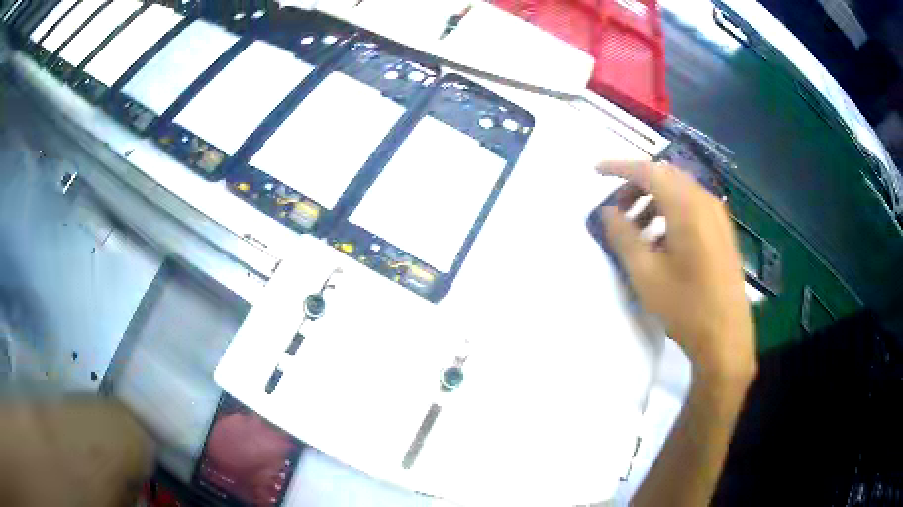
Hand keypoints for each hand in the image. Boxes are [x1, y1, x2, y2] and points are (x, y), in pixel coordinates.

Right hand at [595, 161, 755, 383]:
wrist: (726, 336)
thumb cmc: (685, 306)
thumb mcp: (645, 273)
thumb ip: (623, 236)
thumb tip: (608, 211)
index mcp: (686, 207)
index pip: (648, 172)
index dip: (619, 168)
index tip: (597, 172)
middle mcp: (705, 202)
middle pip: (665, 177)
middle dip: (637, 185)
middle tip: (617, 209)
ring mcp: (717, 216)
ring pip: (679, 192)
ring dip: (653, 200)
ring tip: (636, 228)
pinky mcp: (722, 231)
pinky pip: (692, 207)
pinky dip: (670, 212)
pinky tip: (661, 240)